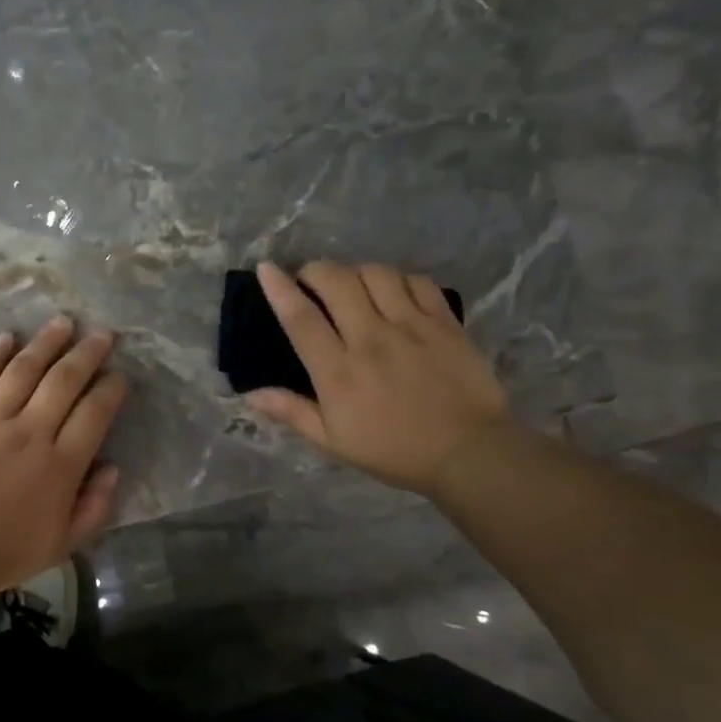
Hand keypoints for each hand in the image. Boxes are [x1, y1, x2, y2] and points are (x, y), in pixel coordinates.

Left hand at [0, 317, 127, 594]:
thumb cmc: (2, 551)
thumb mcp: (62, 544)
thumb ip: (94, 507)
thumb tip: (112, 468)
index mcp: (60, 465)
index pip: (95, 414)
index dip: (111, 390)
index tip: (119, 375)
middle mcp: (30, 432)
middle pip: (64, 381)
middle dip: (88, 353)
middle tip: (103, 334)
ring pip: (24, 369)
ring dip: (47, 342)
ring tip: (63, 322)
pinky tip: (8, 337)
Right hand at [247, 260, 510, 495]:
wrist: (468, 453)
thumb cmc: (393, 451)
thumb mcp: (333, 441)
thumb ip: (292, 412)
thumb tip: (252, 394)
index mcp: (338, 372)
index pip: (301, 319)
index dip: (279, 289)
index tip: (266, 268)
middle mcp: (371, 340)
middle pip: (336, 281)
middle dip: (316, 271)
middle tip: (311, 281)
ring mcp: (411, 327)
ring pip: (376, 274)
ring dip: (356, 273)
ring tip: (354, 287)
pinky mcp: (445, 322)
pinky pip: (417, 281)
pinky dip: (398, 280)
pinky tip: (394, 293)